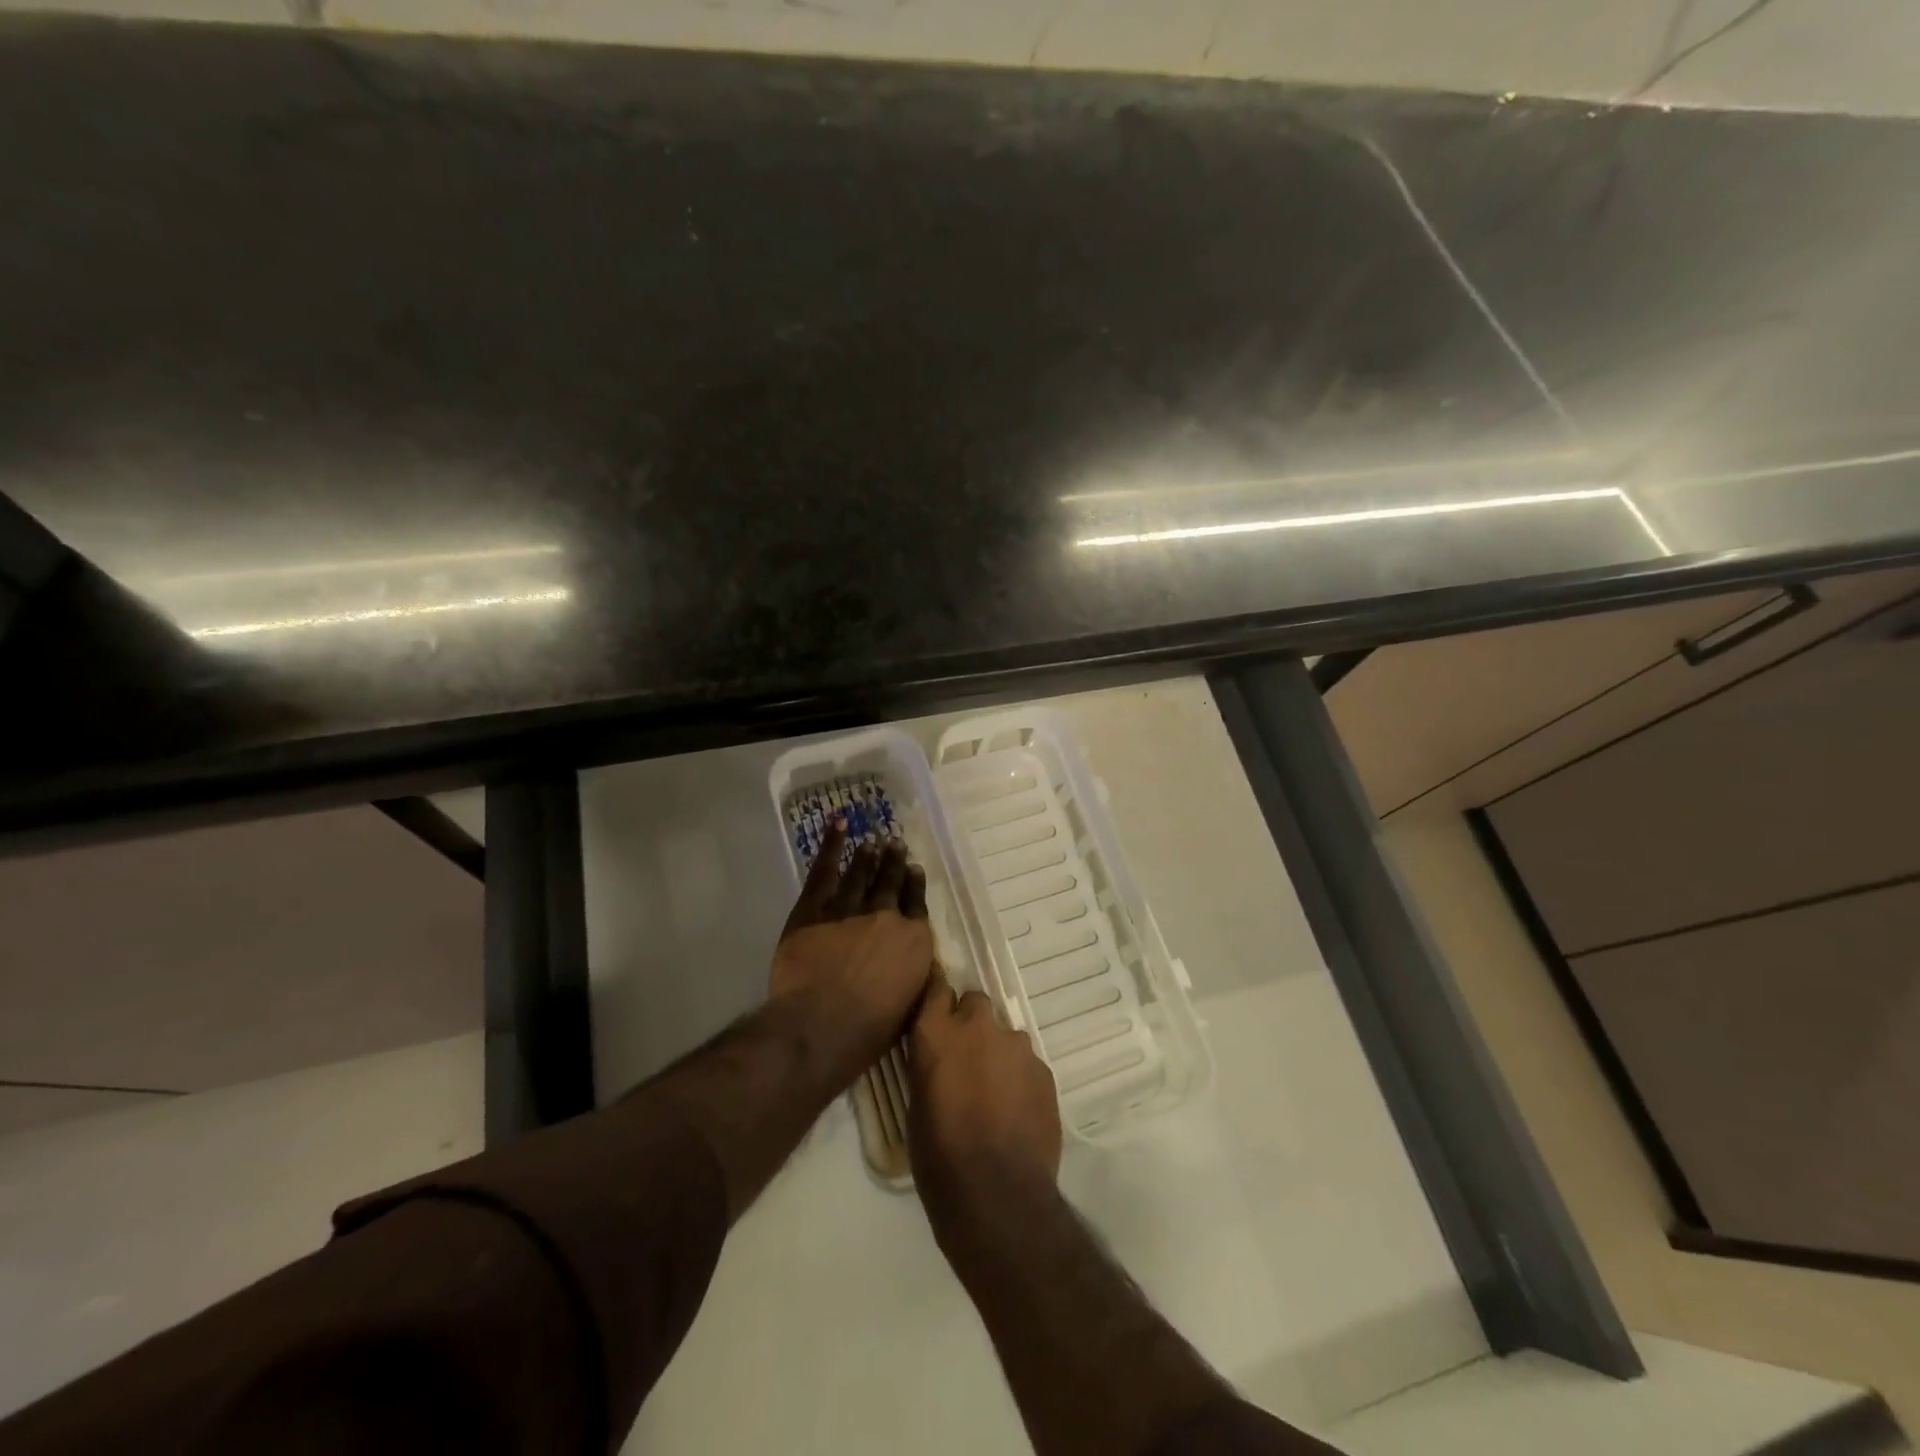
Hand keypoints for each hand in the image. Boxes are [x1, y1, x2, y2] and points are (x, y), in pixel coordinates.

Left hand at [770, 818, 933, 1086]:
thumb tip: (916, 964)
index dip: (915, 886)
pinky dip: (832, 846)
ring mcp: (849, 909)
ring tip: (872, 843)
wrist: (822, 1025)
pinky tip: (839, 826)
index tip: (914, 869)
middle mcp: (886, 917)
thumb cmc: (869, 1030)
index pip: (917, 905)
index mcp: (914, 942)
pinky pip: (825, 871)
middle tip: (895, 844)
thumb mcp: (908, 1007)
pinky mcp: (814, 909)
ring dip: (868, 857)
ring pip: (861, 875)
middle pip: (891, 884)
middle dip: (894, 863)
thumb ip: (914, 978)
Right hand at [908, 972, 1062, 1237]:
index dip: (938, 997)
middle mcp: (977, 1027)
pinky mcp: (1044, 1069)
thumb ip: (930, 1065)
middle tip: (966, 1058)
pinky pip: (1027, 1062)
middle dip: (971, 1022)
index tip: (937, 1008)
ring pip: (1005, 1034)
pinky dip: (1020, 1077)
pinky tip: (1016, 1111)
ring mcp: (1016, 1046)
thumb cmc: (939, 1158)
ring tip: (994, 1092)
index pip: (936, 987)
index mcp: (937, 1033)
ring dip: (998, 1052)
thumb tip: (940, 1060)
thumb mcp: (917, 1105)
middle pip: (976, 1002)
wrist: (998, 1196)